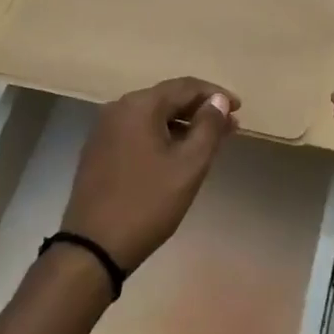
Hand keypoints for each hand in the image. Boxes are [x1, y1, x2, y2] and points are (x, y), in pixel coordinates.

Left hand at [63, 77, 239, 273]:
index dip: (216, 95)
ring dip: (182, 124)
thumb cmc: (148, 203)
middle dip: (200, 110)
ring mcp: (104, 130)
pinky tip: (176, 154)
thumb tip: (219, 100)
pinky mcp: (98, 150)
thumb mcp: (188, 166)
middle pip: (167, 98)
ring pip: (152, 116)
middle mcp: (118, 108)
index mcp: (139, 105)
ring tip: (208, 142)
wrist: (93, 246)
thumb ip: (209, 127)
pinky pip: (137, 132)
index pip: (185, 87)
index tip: (240, 109)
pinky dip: (161, 136)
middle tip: (229, 127)